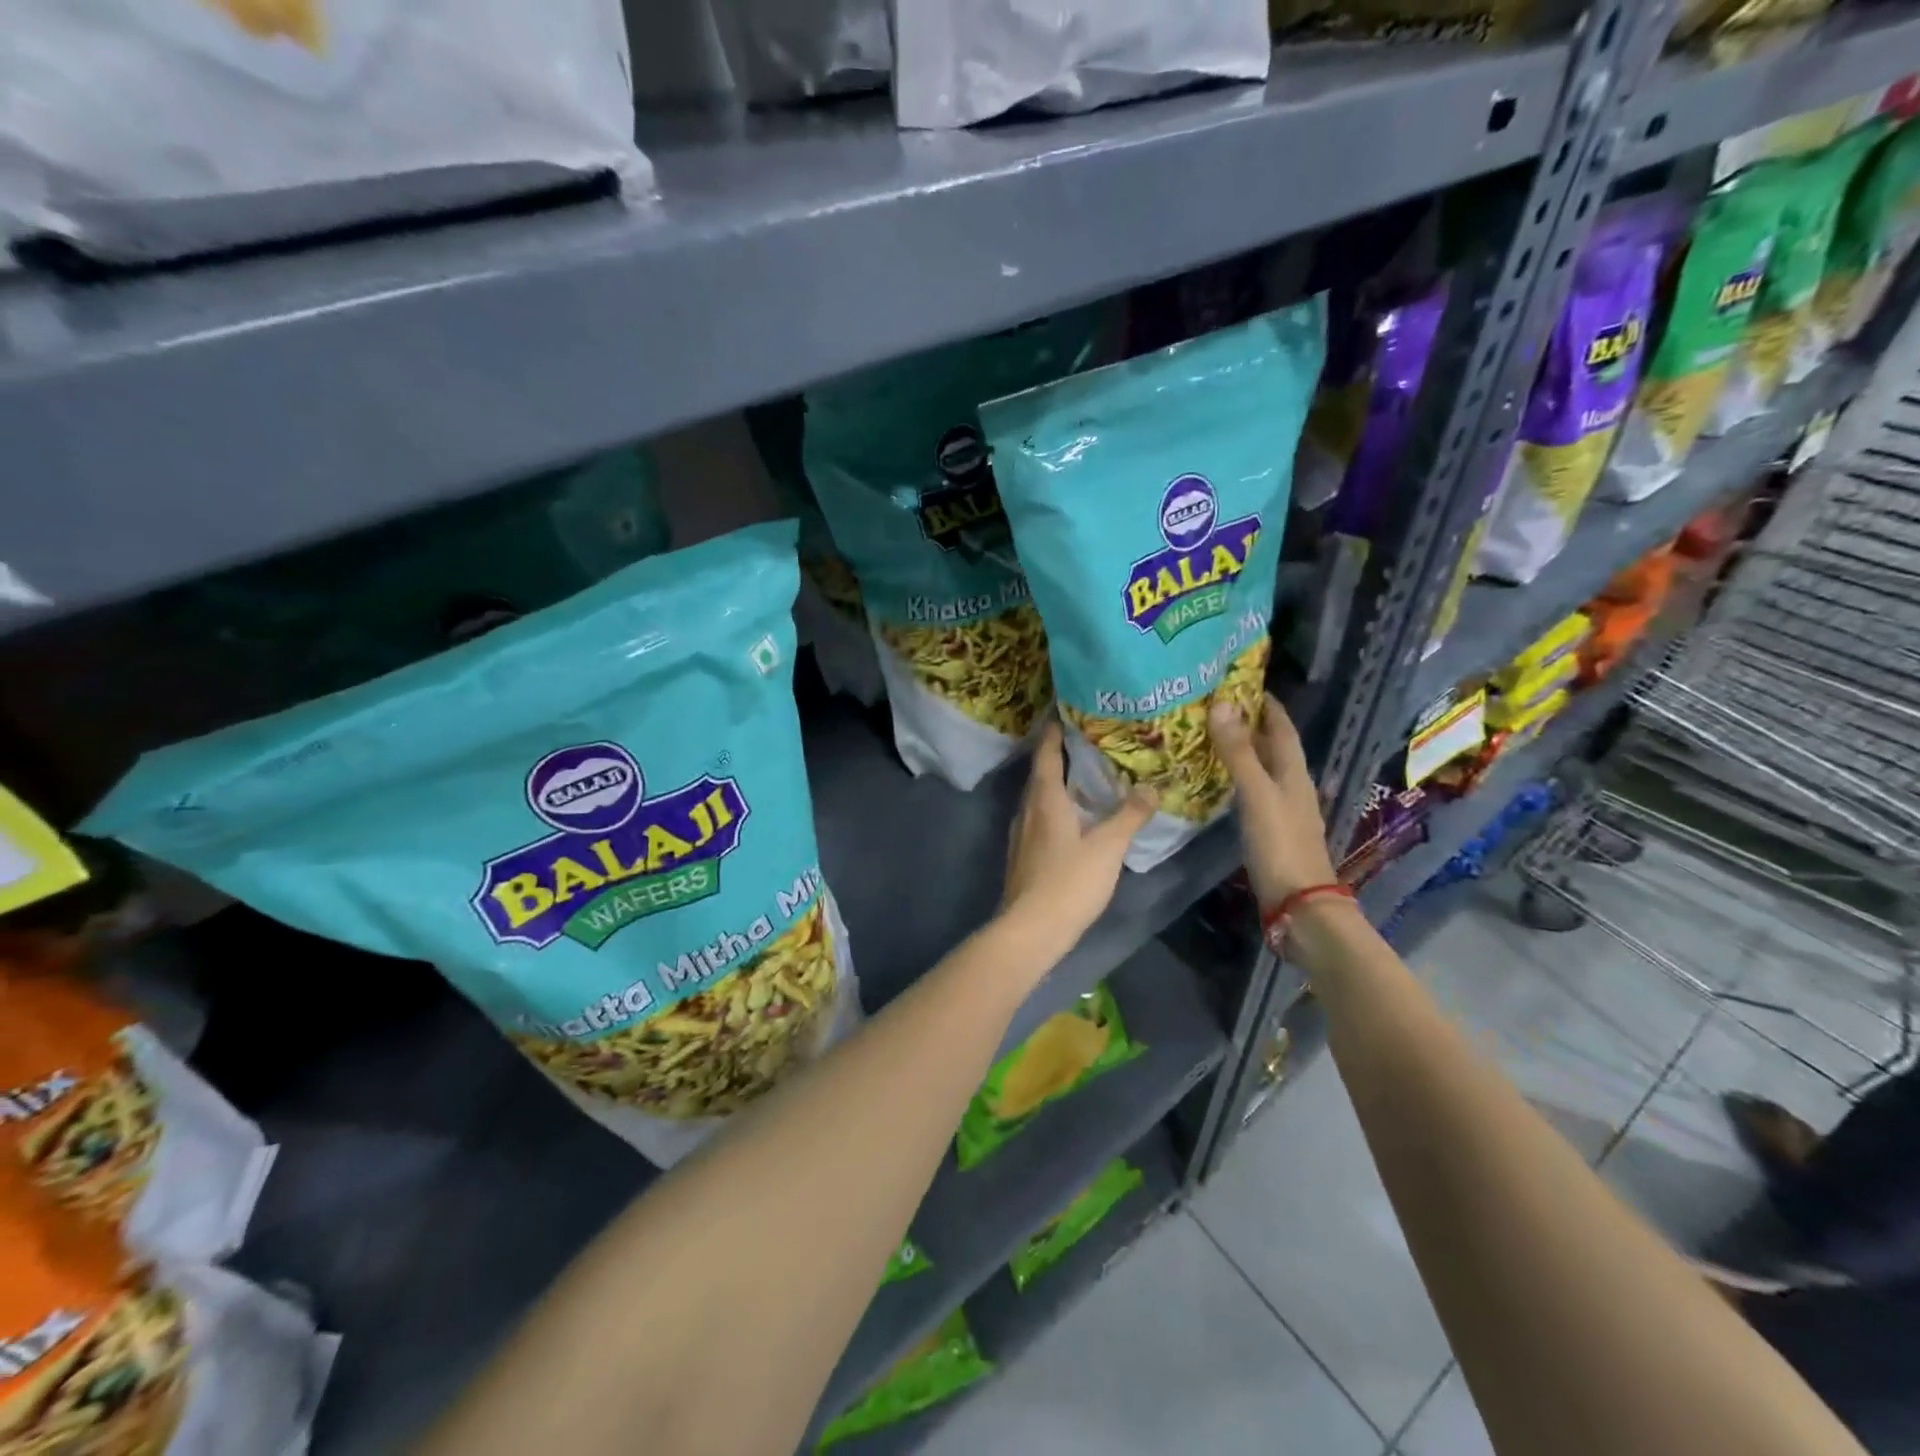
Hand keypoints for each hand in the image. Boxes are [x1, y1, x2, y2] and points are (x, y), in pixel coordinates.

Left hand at [1001, 719, 1156, 961]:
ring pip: (1038, 798)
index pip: (1047, 755)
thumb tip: (1151, 787)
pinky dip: (1054, 808)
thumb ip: (1129, 816)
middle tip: (1084, 741)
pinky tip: (1072, 819)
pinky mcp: (1022, 855)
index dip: (1054, 733)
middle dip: (1058, 756)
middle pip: (1040, 774)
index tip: (1062, 712)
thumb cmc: (1069, 881)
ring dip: (1056, 784)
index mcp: (1045, 799)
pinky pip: (1039, 819)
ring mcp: (1021, 834)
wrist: (1031, 929)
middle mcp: (1027, 810)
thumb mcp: (1108, 847)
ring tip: (1082, 777)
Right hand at [1208, 694, 1338, 907]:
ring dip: (1241, 751)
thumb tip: (1222, 704)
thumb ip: (1238, 752)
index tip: (1242, 683)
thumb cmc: (1280, 844)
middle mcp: (1291, 786)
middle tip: (1214, 706)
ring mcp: (1282, 809)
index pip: (1282, 728)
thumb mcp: (1257, 794)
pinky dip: (1237, 778)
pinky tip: (1218, 781)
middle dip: (1249, 724)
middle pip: (1272, 746)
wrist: (1299, 903)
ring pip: (1262, 769)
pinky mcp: (1270, 829)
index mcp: (1293, 772)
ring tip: (1209, 736)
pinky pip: (1253, 791)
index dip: (1267, 704)